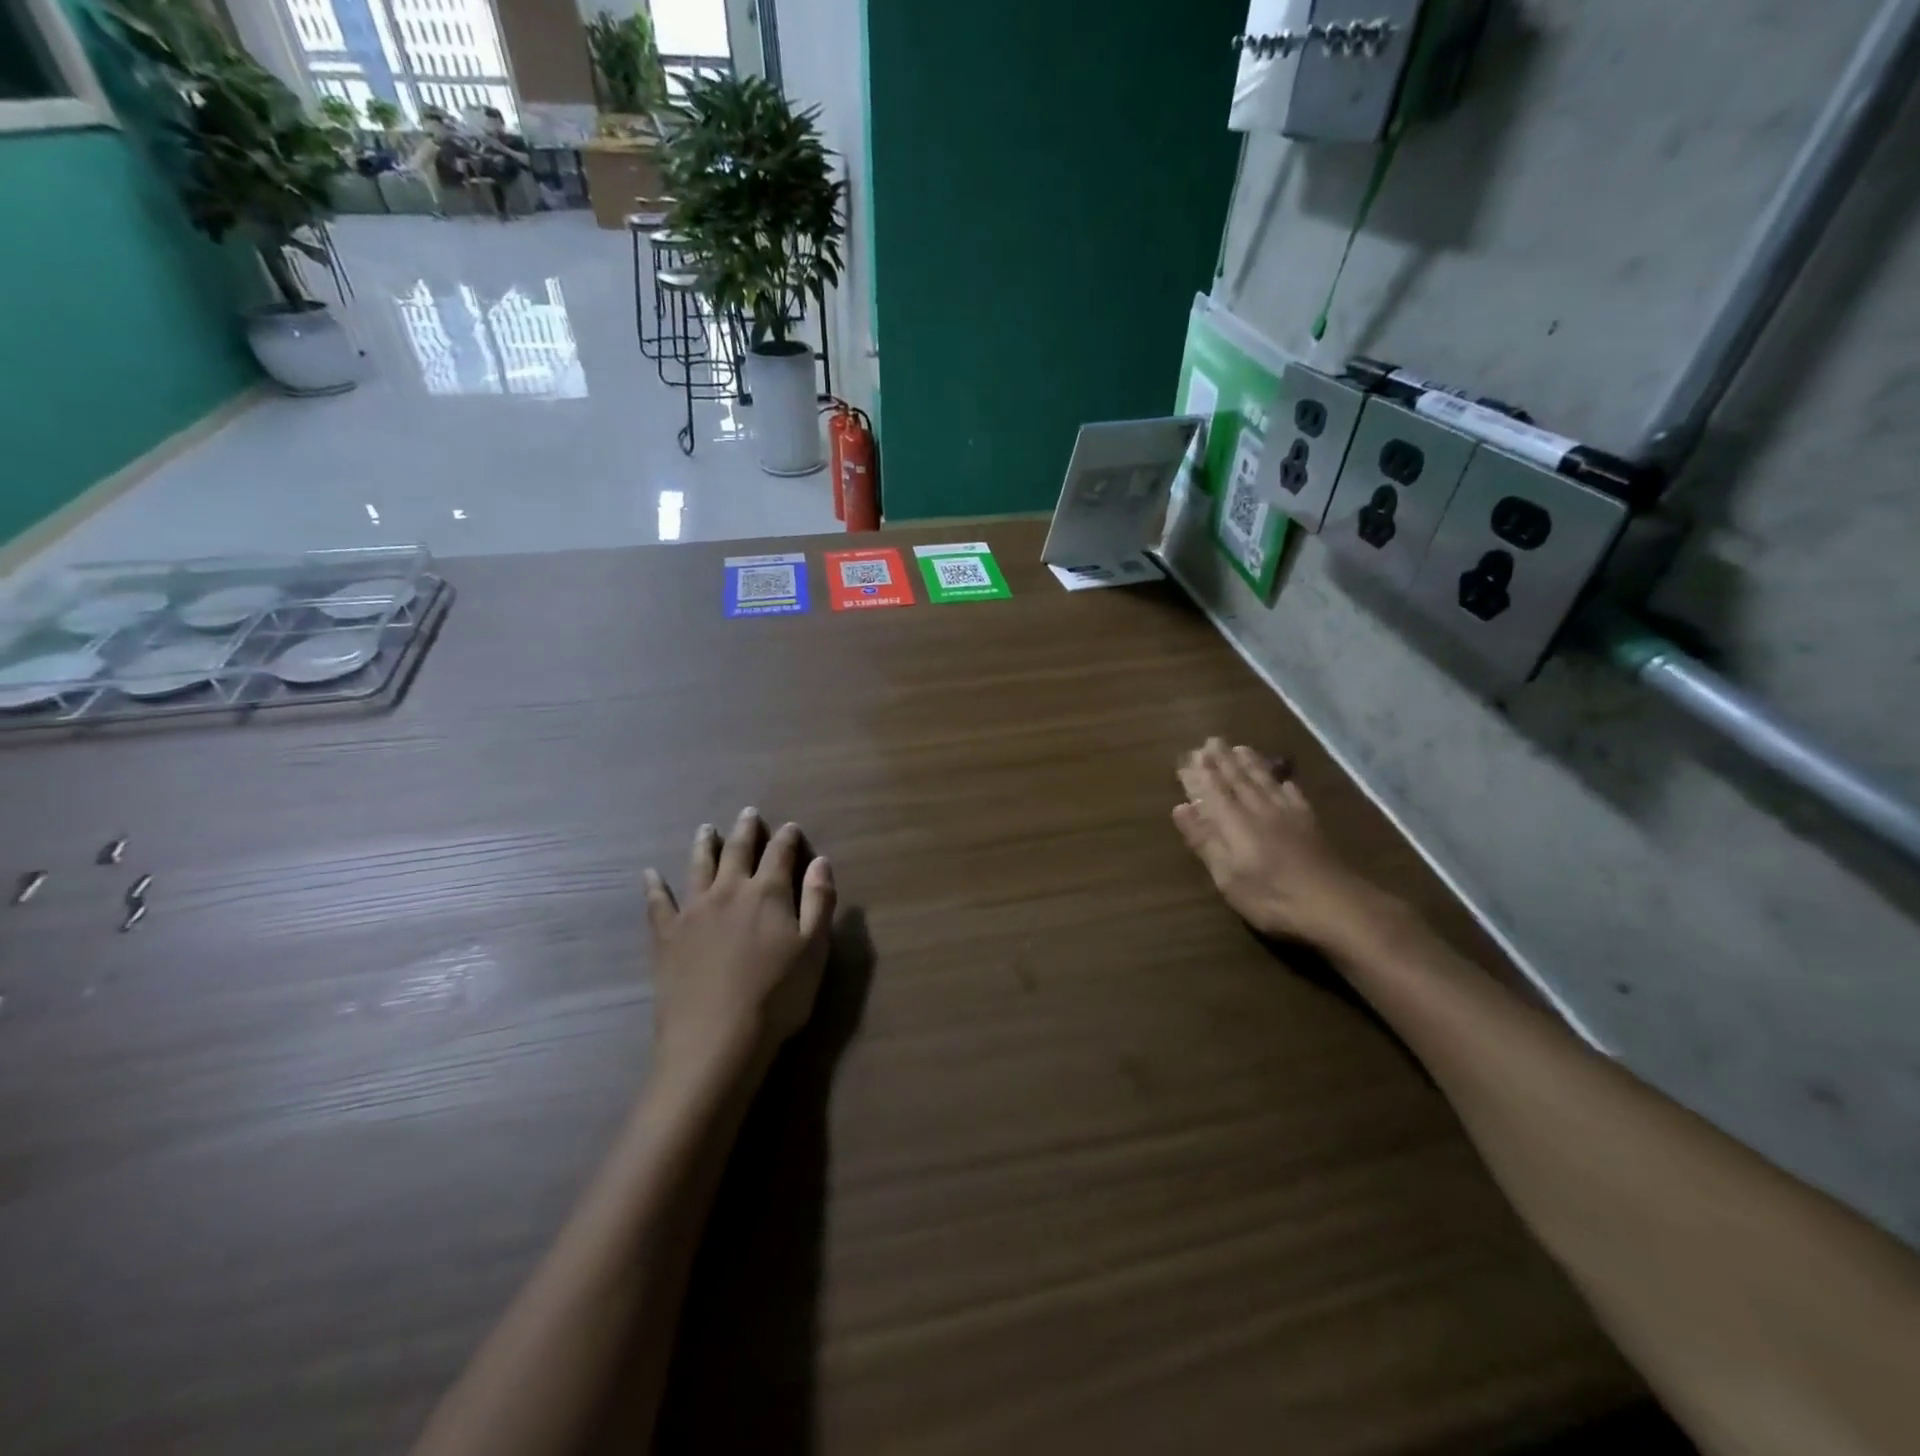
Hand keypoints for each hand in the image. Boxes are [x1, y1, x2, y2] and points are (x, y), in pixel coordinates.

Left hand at [644, 809, 835, 1088]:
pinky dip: (653, 886)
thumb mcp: (814, 949)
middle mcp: (729, 891)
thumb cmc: (777, 996)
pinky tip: (649, 874)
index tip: (790, 827)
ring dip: (703, 845)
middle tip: (747, 813)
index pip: (780, 854)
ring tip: (705, 829)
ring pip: (698, 867)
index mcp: (768, 893)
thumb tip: (820, 861)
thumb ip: (819, 901)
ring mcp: (693, 911)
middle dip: (745, 831)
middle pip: (737, 852)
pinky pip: (657, 903)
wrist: (717, 1039)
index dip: (786, 838)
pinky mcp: (666, 936)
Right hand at [1173, 738, 1386, 950]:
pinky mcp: (1310, 825)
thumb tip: (1181, 807)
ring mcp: (1288, 816)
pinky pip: (1294, 796)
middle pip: (1238, 780)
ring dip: (1250, 764)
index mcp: (1234, 822)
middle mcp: (1259, 810)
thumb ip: (1204, 840)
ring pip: (1265, 782)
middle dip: (1222, 760)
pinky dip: (1284, 784)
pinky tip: (1283, 779)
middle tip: (1211, 740)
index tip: (1189, 755)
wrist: (1334, 905)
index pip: (1212, 790)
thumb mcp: (1227, 876)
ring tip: (1240, 748)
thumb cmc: (1270, 896)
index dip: (1200, 773)